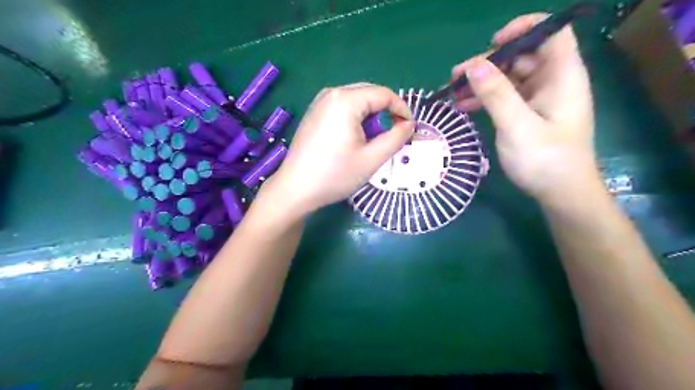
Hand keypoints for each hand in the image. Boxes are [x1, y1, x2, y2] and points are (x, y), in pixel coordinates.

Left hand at [264, 82, 414, 216]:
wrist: (295, 189)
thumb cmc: (335, 175)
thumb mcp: (372, 159)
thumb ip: (396, 138)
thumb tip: (409, 124)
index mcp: (346, 99)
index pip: (384, 94)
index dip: (402, 109)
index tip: (410, 130)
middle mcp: (331, 93)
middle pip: (370, 94)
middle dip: (385, 114)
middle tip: (391, 138)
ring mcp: (319, 102)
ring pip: (356, 102)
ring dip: (371, 118)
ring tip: (372, 142)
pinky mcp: (314, 114)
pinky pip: (343, 108)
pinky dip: (355, 120)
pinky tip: (353, 141)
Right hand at [455, 14, 600, 201]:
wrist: (560, 193)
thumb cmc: (545, 160)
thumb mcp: (518, 126)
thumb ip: (497, 94)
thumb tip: (473, 66)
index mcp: (562, 76)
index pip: (550, 33)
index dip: (523, 29)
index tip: (492, 42)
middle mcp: (552, 82)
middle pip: (521, 56)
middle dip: (488, 63)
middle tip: (456, 76)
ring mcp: (539, 99)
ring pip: (508, 78)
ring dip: (481, 83)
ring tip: (452, 93)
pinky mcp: (528, 115)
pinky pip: (504, 98)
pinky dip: (485, 99)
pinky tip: (463, 106)